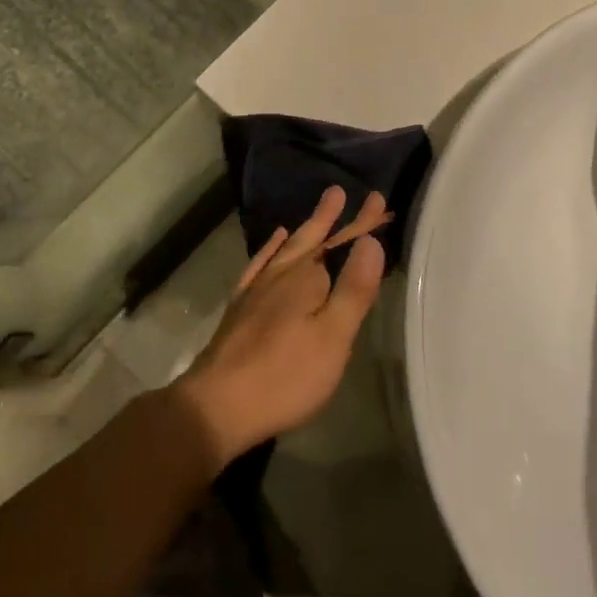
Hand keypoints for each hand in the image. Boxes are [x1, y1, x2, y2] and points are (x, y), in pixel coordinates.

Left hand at [170, 187, 389, 466]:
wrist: (217, 405)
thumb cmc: (285, 376)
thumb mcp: (333, 337)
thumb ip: (353, 289)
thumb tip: (371, 241)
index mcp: (308, 279)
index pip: (342, 242)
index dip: (362, 223)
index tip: (379, 199)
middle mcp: (281, 275)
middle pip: (312, 239)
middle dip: (331, 218)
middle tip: (342, 191)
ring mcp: (257, 290)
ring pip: (287, 248)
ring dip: (306, 228)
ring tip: (318, 210)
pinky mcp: (241, 308)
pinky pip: (260, 265)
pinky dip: (270, 249)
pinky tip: (275, 242)